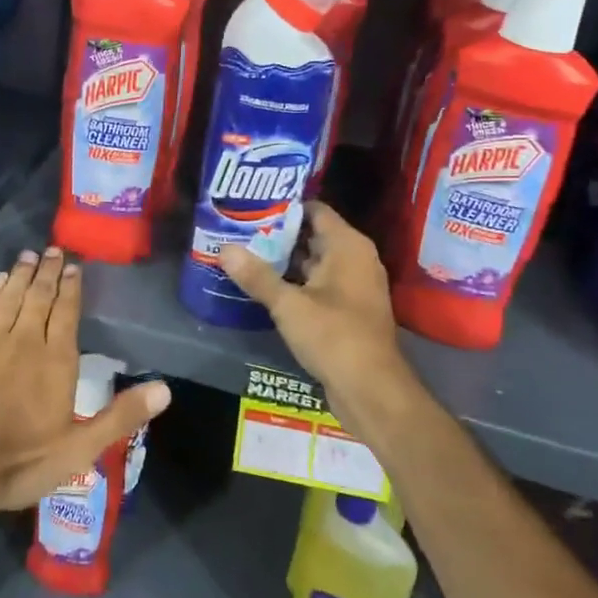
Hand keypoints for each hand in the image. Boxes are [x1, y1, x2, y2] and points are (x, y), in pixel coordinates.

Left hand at [0, 246, 170, 528]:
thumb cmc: (20, 462)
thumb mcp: (79, 449)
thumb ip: (121, 416)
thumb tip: (165, 389)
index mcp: (56, 360)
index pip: (67, 312)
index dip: (71, 288)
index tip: (74, 268)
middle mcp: (24, 340)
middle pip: (39, 296)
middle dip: (48, 272)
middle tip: (53, 250)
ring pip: (10, 297)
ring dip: (21, 275)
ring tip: (29, 256)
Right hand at [219, 202, 415, 429]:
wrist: (372, 390)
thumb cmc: (334, 336)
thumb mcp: (289, 305)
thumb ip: (257, 276)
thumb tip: (224, 249)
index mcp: (348, 246)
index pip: (314, 209)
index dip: (284, 207)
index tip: (251, 207)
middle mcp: (356, 258)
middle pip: (313, 234)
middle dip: (278, 234)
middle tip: (240, 230)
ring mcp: (354, 285)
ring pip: (314, 261)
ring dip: (284, 260)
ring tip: (245, 253)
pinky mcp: (349, 309)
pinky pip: (319, 284)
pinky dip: (296, 282)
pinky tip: (265, 286)